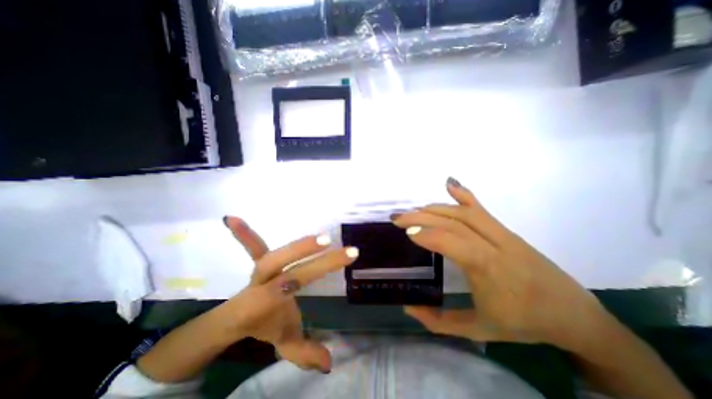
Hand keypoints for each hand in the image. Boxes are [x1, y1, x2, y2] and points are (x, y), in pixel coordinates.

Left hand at [218, 216, 361, 372]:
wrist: (238, 316)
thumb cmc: (264, 324)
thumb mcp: (285, 340)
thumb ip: (304, 352)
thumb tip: (329, 364)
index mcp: (265, 302)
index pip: (284, 288)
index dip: (302, 276)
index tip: (333, 263)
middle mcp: (262, 282)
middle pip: (280, 266)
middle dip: (305, 254)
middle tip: (330, 243)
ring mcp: (259, 268)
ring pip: (272, 253)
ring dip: (297, 244)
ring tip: (321, 237)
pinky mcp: (259, 259)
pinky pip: (253, 245)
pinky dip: (245, 233)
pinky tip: (232, 218)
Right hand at [393, 178, 609, 348]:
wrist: (574, 315)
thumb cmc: (524, 323)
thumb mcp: (478, 330)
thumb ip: (439, 321)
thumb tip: (408, 307)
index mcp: (488, 269)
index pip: (452, 241)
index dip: (427, 234)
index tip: (405, 232)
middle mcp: (495, 244)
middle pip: (453, 221)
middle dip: (422, 217)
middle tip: (398, 217)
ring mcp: (502, 233)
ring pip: (463, 212)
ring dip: (435, 208)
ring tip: (414, 211)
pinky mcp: (506, 229)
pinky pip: (481, 208)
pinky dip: (463, 194)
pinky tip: (449, 183)